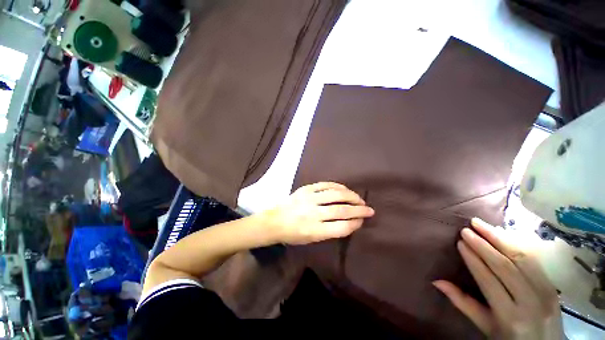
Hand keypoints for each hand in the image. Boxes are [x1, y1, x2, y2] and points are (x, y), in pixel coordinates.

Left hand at [264, 182, 373, 244]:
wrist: (274, 221)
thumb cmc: (293, 234)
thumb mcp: (311, 239)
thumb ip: (330, 231)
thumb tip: (348, 221)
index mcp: (314, 231)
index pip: (341, 227)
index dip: (355, 223)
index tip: (363, 220)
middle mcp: (313, 214)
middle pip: (341, 210)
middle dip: (358, 209)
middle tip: (369, 209)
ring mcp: (309, 199)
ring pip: (336, 194)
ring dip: (351, 196)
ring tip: (359, 199)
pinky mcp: (306, 189)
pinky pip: (325, 185)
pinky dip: (338, 186)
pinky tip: (345, 189)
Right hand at [433, 218, 563, 339]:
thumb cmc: (509, 338)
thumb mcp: (485, 326)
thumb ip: (463, 303)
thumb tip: (437, 281)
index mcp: (509, 316)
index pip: (488, 280)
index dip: (473, 259)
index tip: (460, 242)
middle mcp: (530, 302)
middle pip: (505, 266)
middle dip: (483, 245)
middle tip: (466, 229)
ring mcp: (546, 292)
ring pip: (522, 258)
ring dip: (499, 238)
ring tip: (481, 224)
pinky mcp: (553, 285)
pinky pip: (534, 259)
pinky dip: (516, 243)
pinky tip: (503, 232)